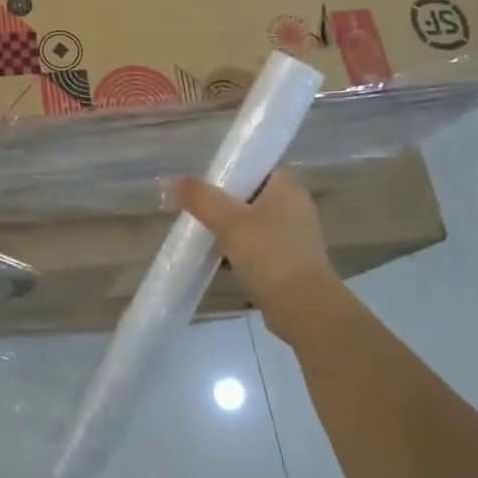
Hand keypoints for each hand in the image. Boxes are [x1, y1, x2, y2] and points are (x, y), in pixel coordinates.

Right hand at [174, 171, 343, 342]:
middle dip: (221, 202)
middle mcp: (294, 205)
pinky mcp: (289, 260)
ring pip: (250, 221)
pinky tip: (217, 259)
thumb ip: (200, 198)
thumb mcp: (229, 222)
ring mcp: (293, 234)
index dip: (226, 171)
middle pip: (248, 194)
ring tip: (201, 234)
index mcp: (287, 186)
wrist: (306, 312)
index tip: (200, 184)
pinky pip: (256, 245)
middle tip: (195, 209)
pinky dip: (237, 249)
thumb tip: (171, 181)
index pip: (253, 165)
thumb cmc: (270, 256)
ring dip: (227, 228)